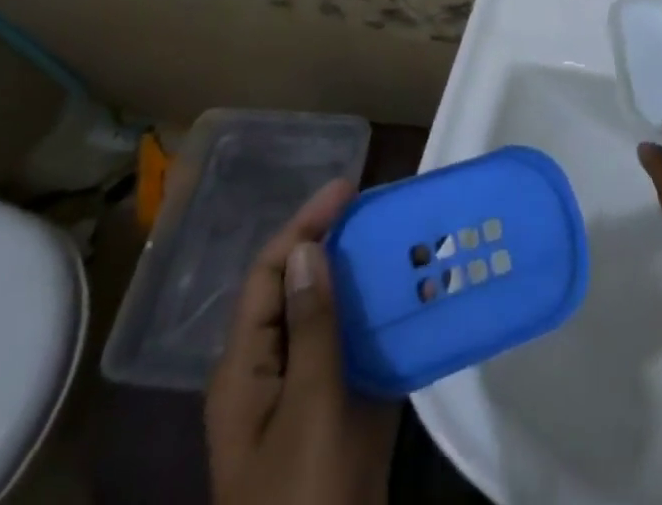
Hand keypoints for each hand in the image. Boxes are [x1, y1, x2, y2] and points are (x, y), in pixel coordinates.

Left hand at [206, 179, 399, 504]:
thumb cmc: (303, 496)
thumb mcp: (309, 408)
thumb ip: (312, 326)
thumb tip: (310, 248)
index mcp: (245, 369)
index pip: (271, 273)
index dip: (305, 224)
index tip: (348, 187)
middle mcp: (270, 373)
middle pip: (300, 290)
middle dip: (336, 245)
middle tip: (381, 211)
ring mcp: (304, 398)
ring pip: (331, 318)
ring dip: (363, 280)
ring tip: (403, 245)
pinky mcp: (335, 419)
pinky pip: (356, 353)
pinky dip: (381, 323)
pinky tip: (415, 305)